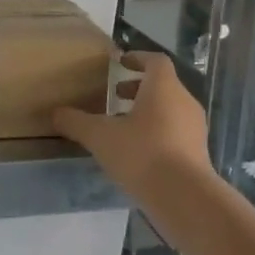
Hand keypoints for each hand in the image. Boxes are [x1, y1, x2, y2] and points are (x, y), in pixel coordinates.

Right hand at [53, 52, 212, 197]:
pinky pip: (176, 131)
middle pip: (163, 85)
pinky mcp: (198, 152)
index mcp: (163, 88)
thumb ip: (76, 122)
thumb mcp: (100, 137)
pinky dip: (158, 131)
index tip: (120, 62)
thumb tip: (55, 113)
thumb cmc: (142, 154)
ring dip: (147, 111)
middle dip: (138, 88)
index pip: (155, 61)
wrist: (185, 197)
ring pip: (170, 109)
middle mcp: (184, 102)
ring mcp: (195, 128)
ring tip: (122, 125)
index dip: (138, 58)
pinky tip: (138, 151)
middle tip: (114, 95)